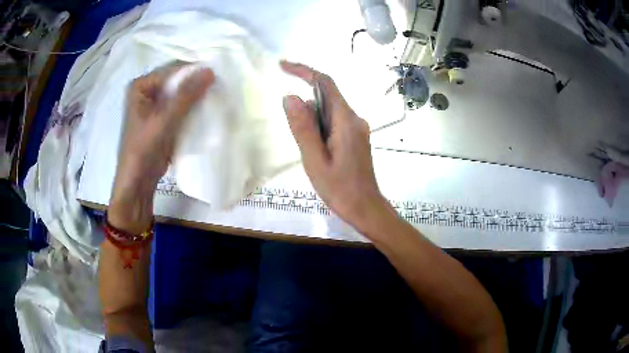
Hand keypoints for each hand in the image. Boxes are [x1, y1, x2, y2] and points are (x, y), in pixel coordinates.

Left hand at [109, 64, 214, 231]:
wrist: (138, 181)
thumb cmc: (144, 149)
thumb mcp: (164, 120)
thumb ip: (186, 95)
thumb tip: (210, 71)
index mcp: (141, 86)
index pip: (171, 71)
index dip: (193, 72)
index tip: (216, 76)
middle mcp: (146, 91)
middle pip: (175, 81)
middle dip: (195, 84)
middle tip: (218, 86)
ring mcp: (153, 105)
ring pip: (179, 94)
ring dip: (195, 96)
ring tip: (215, 96)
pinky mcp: (161, 118)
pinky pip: (179, 106)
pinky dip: (191, 108)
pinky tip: (206, 109)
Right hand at [280, 61, 387, 228]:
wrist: (365, 208)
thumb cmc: (340, 188)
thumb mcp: (314, 159)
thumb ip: (303, 127)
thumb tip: (290, 96)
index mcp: (346, 120)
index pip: (325, 83)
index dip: (304, 71)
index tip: (283, 66)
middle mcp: (354, 119)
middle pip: (326, 97)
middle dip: (305, 104)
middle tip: (295, 133)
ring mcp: (356, 129)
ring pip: (329, 112)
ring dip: (311, 120)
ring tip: (309, 151)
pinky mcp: (355, 138)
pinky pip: (333, 123)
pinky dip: (319, 127)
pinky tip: (316, 150)